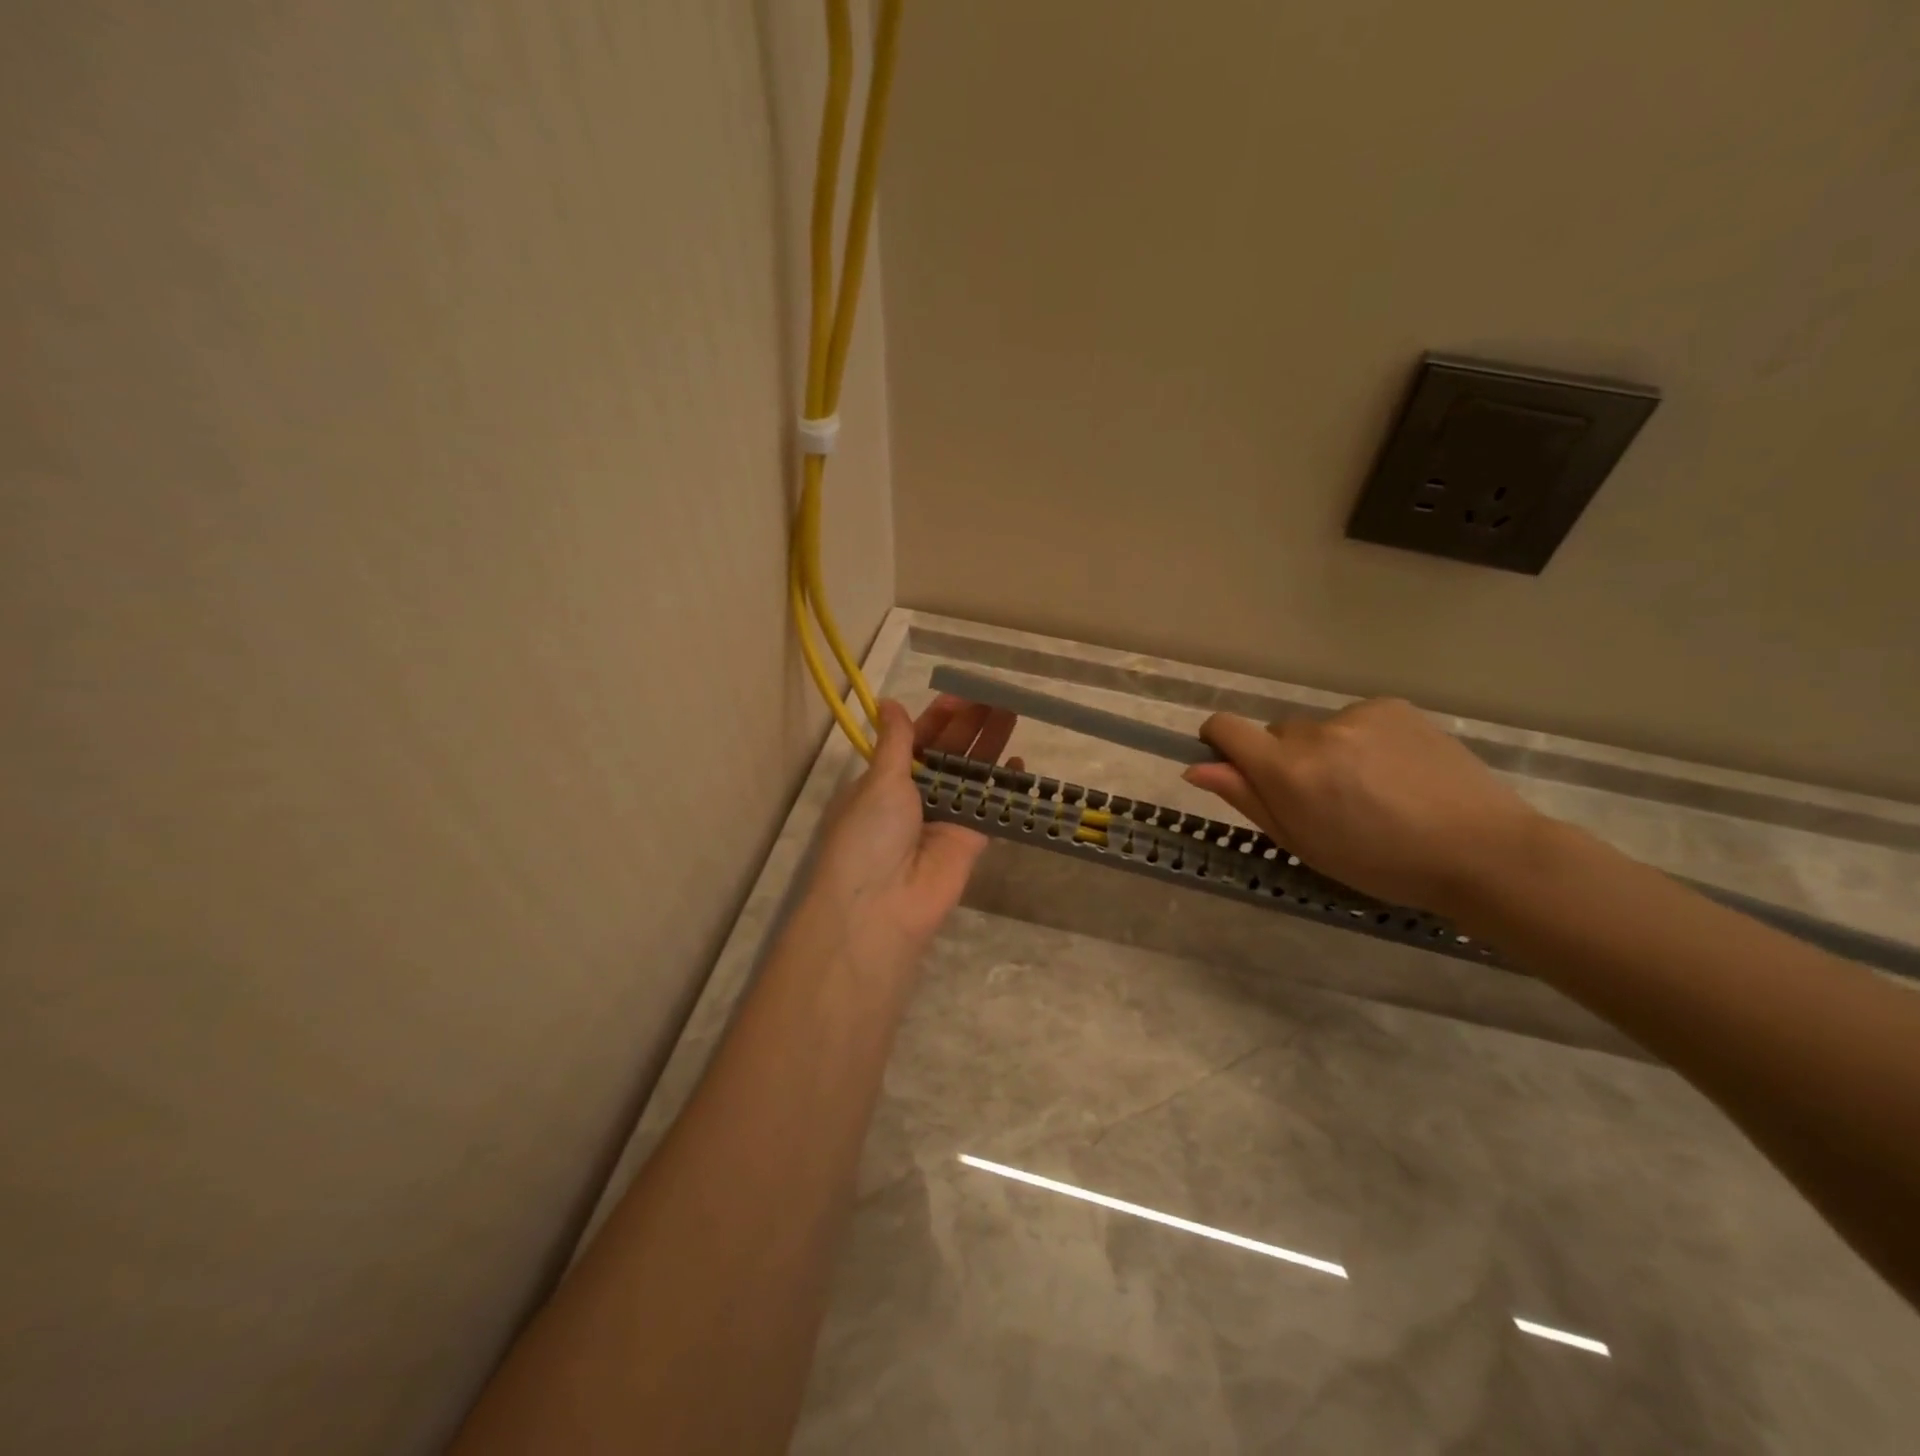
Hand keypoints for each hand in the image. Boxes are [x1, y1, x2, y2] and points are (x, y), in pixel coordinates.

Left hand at [807, 695, 1019, 977]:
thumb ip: (896, 742)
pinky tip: (1019, 759)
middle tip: (996, 698)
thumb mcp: (879, 781)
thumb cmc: (871, 834)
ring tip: (1011, 714)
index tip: (962, 695)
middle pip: (948, 753)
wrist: (883, 904)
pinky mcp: (970, 839)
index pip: (916, 740)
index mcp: (886, 779)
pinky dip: (1004, 785)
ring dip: (989, 746)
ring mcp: (944, 817)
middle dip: (969, 726)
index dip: (938, 718)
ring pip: (971, 774)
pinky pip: (990, 805)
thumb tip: (888, 703)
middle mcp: (915, 796)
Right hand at [1183, 697, 1542, 915]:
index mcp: (1288, 771)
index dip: (1218, 741)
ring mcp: (1358, 715)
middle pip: (1276, 733)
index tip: (1231, 763)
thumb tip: (1197, 768)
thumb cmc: (1379, 863)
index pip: (1226, 728)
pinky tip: (1395, 772)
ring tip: (1370, 789)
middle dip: (1285, 760)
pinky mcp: (1393, 707)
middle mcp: (1316, 733)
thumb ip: (1246, 799)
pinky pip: (1356, 720)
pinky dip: (1362, 741)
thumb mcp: (1301, 843)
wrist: (1480, 851)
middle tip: (1323, 799)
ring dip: (1327, 752)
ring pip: (1318, 729)